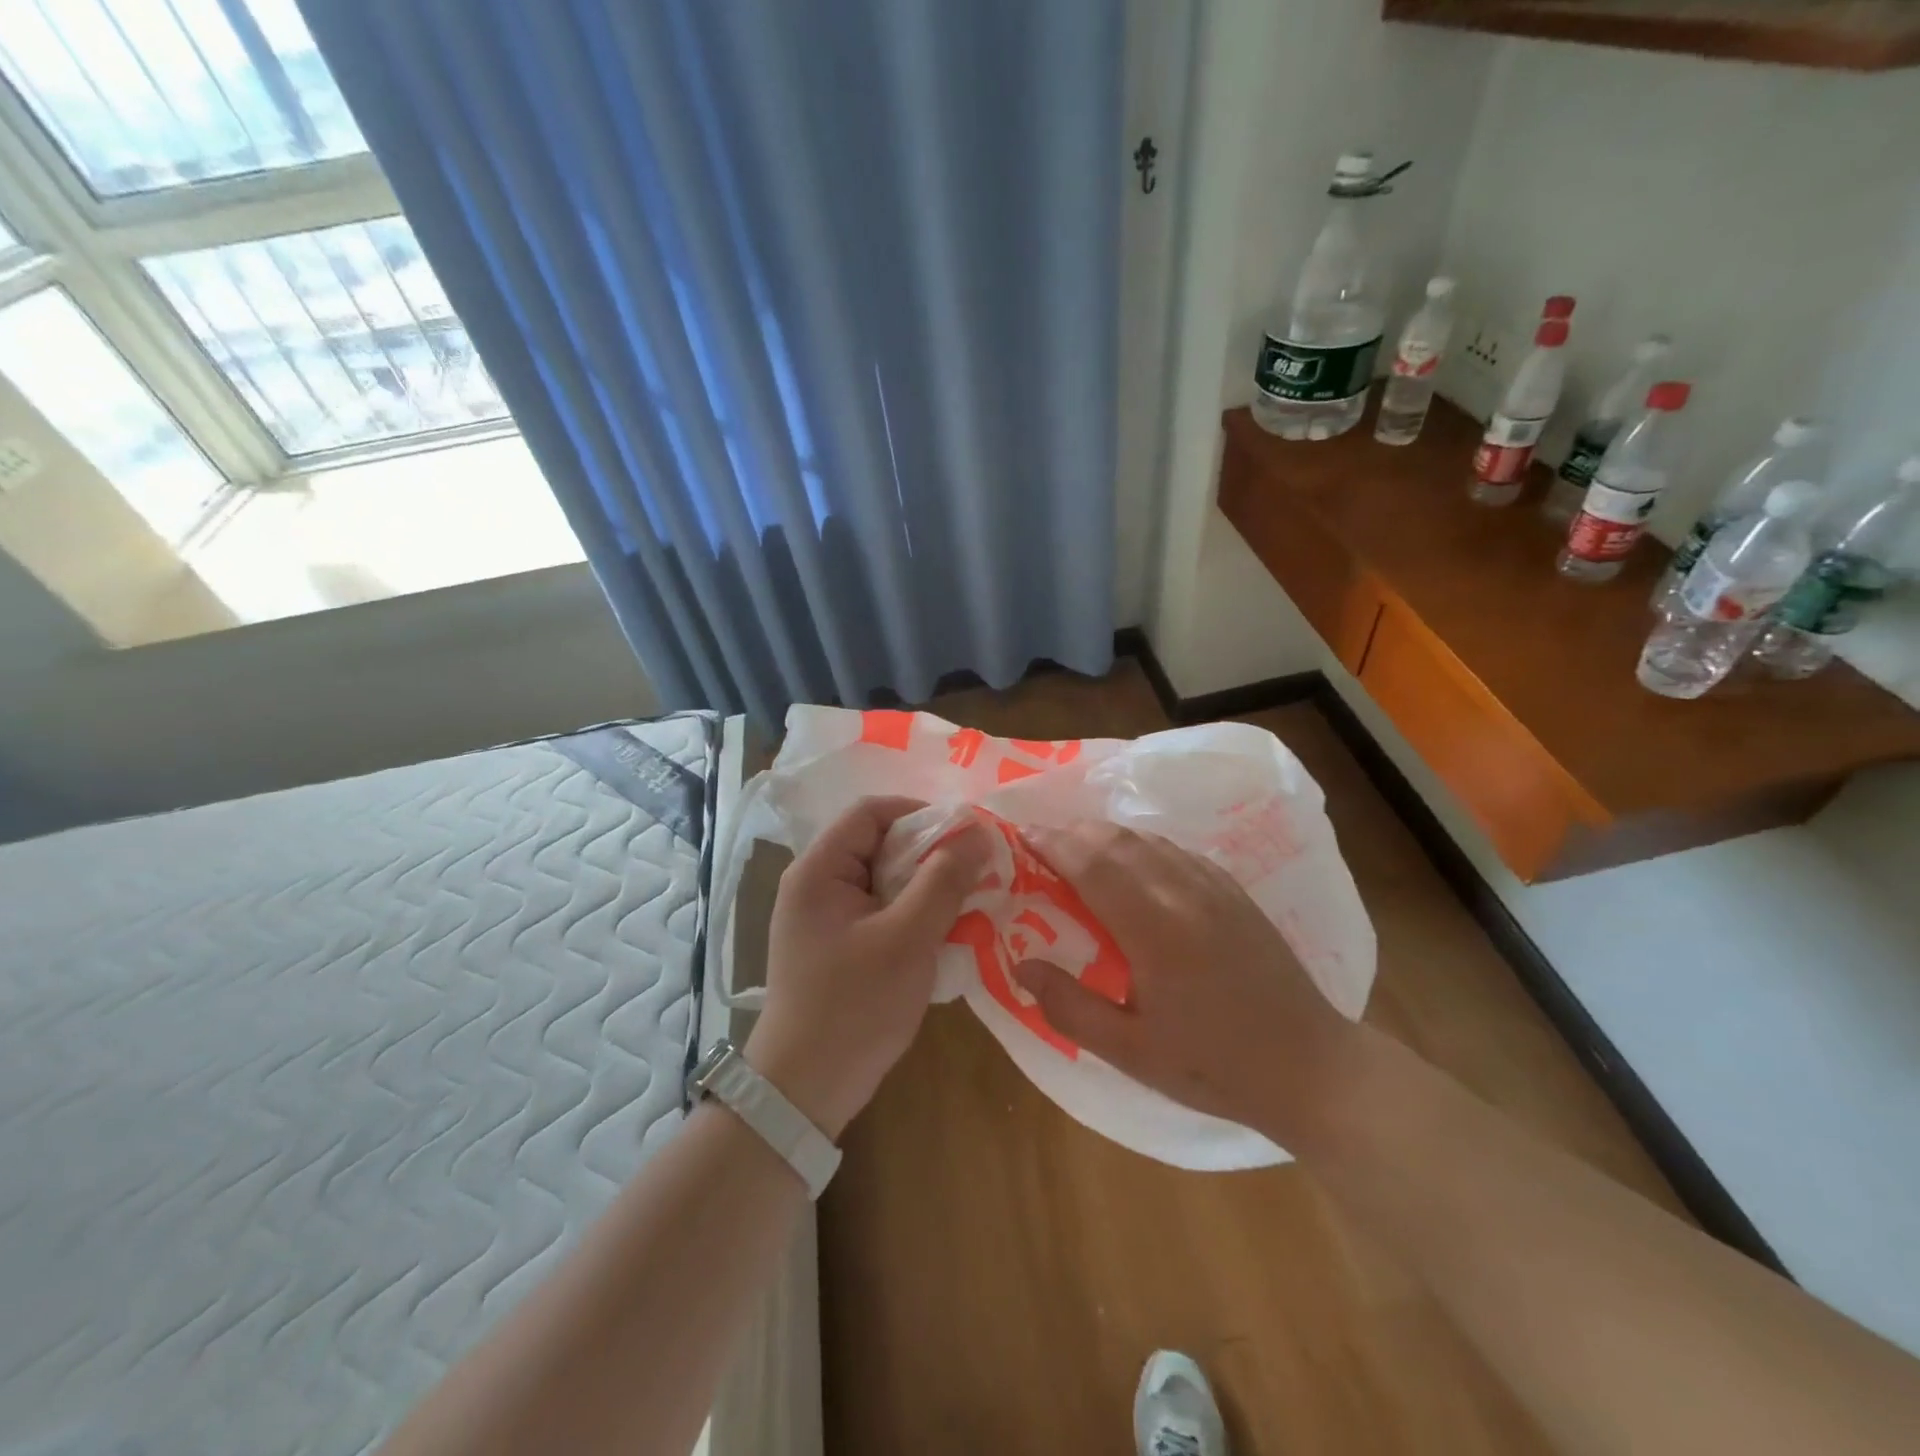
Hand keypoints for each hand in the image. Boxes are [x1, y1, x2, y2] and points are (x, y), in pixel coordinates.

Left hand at [746, 796, 989, 1139]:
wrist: (805, 1091)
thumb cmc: (854, 1006)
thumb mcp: (908, 938)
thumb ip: (943, 881)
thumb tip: (978, 833)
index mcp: (819, 870)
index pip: (871, 812)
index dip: (921, 813)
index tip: (966, 836)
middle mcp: (816, 884)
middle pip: (879, 843)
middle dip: (930, 852)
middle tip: (976, 870)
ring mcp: (825, 917)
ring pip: (885, 878)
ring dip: (927, 885)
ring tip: (969, 900)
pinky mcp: (838, 945)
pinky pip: (882, 909)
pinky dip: (914, 912)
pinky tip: (945, 930)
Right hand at [1011, 823, 1357, 1139]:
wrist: (1310, 1067)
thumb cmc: (1214, 1066)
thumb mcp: (1131, 1052)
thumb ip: (1069, 1007)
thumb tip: (1021, 966)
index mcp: (1154, 928)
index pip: (1091, 863)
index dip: (1052, 843)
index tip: (1021, 837)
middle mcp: (1183, 892)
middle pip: (1116, 840)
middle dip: (1072, 832)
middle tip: (1041, 844)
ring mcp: (1214, 887)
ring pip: (1148, 839)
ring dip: (1105, 836)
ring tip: (1077, 849)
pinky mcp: (1234, 891)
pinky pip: (1176, 851)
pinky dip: (1141, 846)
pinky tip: (1132, 864)